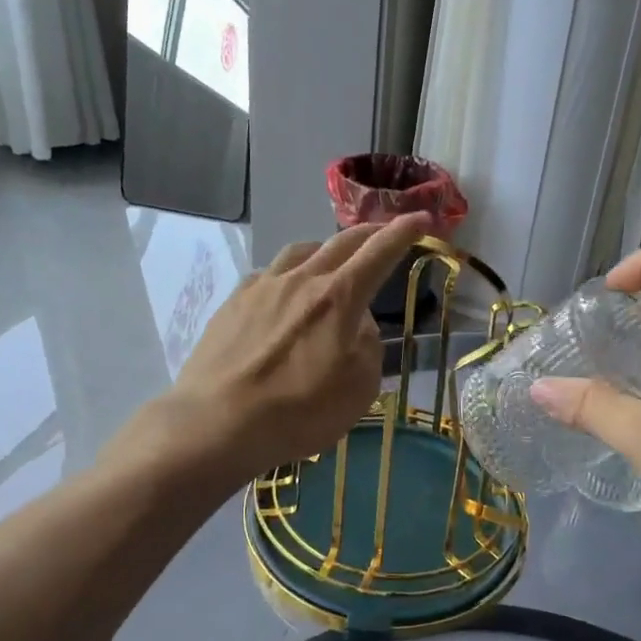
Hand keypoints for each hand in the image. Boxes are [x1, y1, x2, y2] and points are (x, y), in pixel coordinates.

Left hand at [156, 214, 431, 483]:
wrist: (218, 422)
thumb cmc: (299, 411)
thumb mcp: (359, 389)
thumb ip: (367, 346)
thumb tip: (357, 324)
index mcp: (339, 297)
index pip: (379, 252)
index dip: (404, 232)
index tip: (422, 218)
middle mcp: (301, 280)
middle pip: (340, 242)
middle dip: (369, 232)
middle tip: (383, 232)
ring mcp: (263, 287)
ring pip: (301, 251)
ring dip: (325, 249)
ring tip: (331, 260)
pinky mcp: (234, 302)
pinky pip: (269, 274)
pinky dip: (288, 274)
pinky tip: (284, 293)